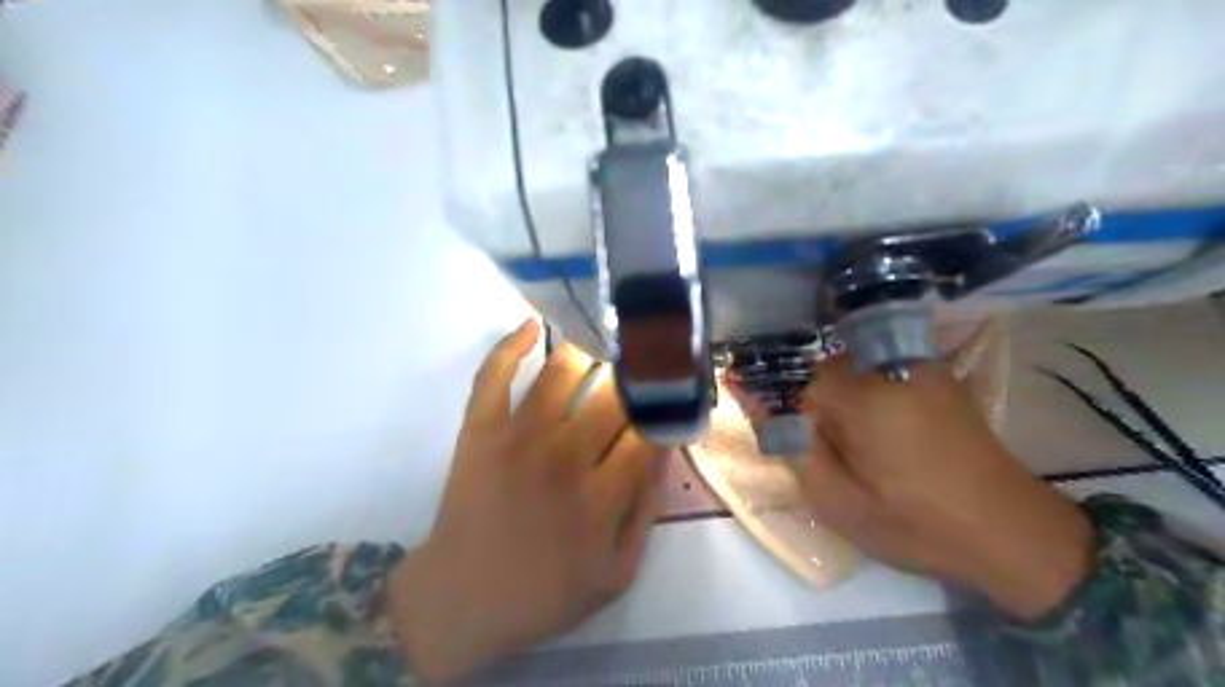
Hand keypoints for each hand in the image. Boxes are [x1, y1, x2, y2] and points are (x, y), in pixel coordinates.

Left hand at [387, 319, 664, 681]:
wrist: (462, 599)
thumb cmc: (545, 591)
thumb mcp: (617, 574)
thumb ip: (646, 512)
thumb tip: (665, 452)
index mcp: (602, 494)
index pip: (648, 431)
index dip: (668, 403)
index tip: (680, 385)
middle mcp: (565, 456)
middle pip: (614, 396)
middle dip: (639, 371)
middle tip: (652, 351)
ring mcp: (518, 437)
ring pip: (562, 372)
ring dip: (589, 349)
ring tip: (605, 338)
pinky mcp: (480, 429)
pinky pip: (495, 374)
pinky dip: (512, 343)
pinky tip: (534, 324)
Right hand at [801, 356, 1095, 618]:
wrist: (1012, 532)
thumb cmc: (917, 524)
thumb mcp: (838, 503)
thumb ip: (794, 449)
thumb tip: (764, 409)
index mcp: (863, 398)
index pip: (797, 380)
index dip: (785, 407)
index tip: (788, 436)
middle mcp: (890, 367)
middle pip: (824, 369)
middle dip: (814, 402)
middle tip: (825, 449)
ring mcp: (919, 367)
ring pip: (853, 369)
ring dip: (842, 398)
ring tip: (856, 445)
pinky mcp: (938, 377)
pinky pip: (881, 371)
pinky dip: (868, 393)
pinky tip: (883, 432)